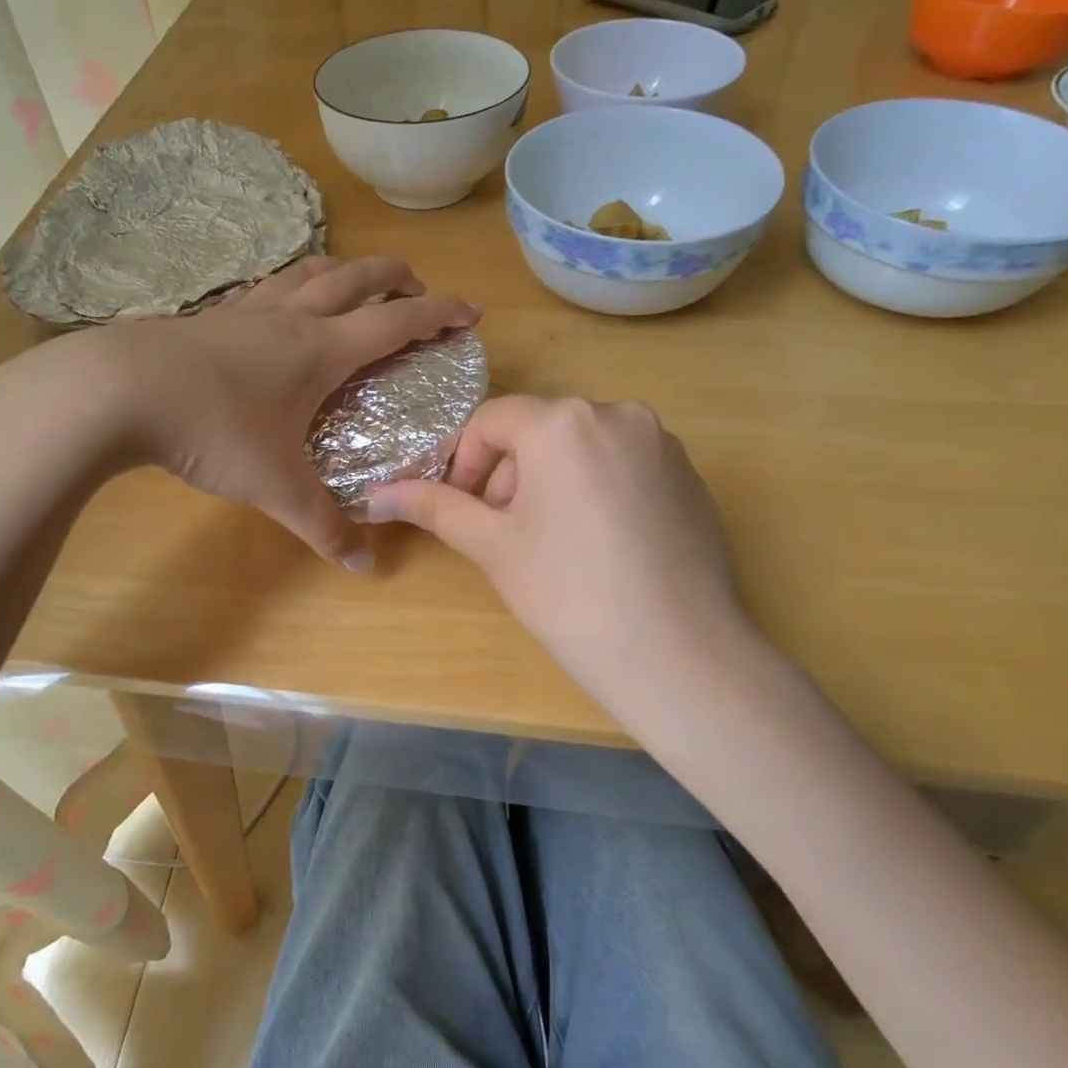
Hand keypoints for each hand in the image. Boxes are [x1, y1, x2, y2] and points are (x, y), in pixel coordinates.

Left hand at [0, 256, 478, 568]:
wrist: (116, 390)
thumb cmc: (212, 429)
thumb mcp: (275, 485)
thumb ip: (322, 525)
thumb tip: (363, 566)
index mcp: (322, 349)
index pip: (397, 322)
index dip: (440, 313)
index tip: (471, 312)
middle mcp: (292, 318)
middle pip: (358, 278)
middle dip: (397, 278)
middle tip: (417, 290)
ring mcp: (247, 310)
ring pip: (309, 271)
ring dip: (344, 271)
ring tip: (356, 285)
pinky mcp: (210, 316)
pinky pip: (267, 287)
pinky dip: (292, 285)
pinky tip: (279, 306)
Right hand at [367, 396, 757, 716]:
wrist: (676, 654)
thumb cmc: (567, 593)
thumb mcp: (492, 545)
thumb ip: (434, 507)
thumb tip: (375, 494)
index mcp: (564, 421)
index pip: (492, 421)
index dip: (463, 461)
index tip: (459, 508)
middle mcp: (618, 414)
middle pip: (540, 431)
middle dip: (510, 474)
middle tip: (503, 531)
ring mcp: (663, 444)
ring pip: (584, 447)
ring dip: (554, 480)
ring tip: (553, 541)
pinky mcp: (691, 476)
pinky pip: (625, 466)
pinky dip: (598, 489)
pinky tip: (602, 546)